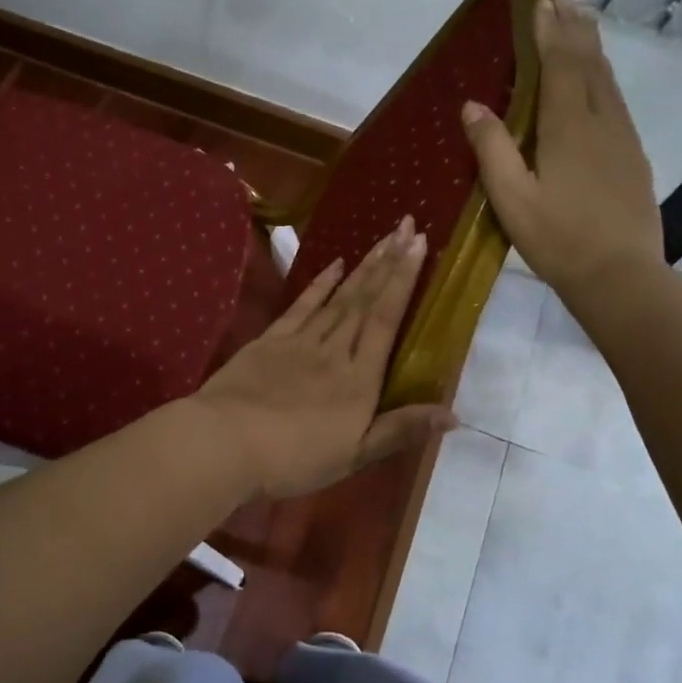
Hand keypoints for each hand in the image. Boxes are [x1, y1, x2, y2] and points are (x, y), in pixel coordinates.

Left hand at [188, 217, 455, 500]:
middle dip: (389, 261)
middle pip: (366, 300)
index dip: (404, 280)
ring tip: (383, 238)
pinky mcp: (271, 340)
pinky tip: (335, 264)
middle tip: (407, 225)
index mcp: (359, 379)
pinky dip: (320, 283)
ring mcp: (301, 341)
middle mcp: (335, 351)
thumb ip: (401, 430)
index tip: (419, 245)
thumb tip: (454, 414)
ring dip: (363, 267)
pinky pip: (302, 306)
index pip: (387, 320)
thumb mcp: (354, 455)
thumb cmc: (294, 458)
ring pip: (339, 297)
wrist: (227, 443)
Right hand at [461, 0, 664, 295]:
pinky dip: (603, 77)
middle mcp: (600, 122)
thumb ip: (492, 148)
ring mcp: (622, 138)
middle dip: (574, 27)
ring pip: (607, 80)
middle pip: (589, 63)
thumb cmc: (557, 240)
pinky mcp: (633, 157)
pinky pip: (616, 101)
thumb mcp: (511, 199)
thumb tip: (472, 105)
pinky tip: (598, 81)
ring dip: (591, 48)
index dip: (548, 31)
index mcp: (567, 128)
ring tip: (581, 22)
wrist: (620, 276)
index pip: (559, 65)